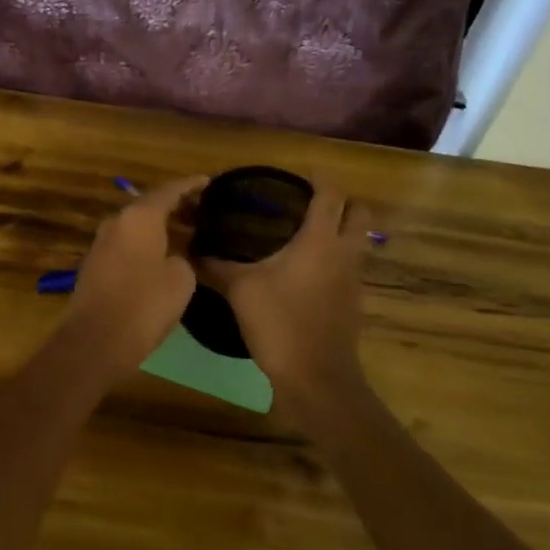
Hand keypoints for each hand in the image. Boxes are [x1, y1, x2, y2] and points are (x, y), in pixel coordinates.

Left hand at [59, 175, 209, 375]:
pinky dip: (147, 242)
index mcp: (139, 217)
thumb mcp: (181, 279)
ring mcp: (102, 243)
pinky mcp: (95, 264)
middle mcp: (117, 222)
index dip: (191, 185)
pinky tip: (164, 254)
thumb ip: (183, 257)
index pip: (169, 190)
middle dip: (176, 205)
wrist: (96, 339)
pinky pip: (127, 243)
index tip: (209, 181)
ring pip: (137, 225)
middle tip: (203, 209)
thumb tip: (174, 257)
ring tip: (188, 231)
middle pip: (150, 205)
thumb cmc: (145, 304)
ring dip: (161, 226)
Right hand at [198, 176, 368, 392]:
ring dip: (342, 230)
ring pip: (359, 240)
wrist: (315, 376)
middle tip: (309, 202)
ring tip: (307, 233)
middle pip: (359, 212)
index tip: (300, 173)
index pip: (331, 194)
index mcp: (319, 240)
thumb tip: (190, 249)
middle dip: (341, 201)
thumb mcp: (240, 289)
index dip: (319, 178)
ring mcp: (354, 279)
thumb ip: (216, 265)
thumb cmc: (279, 322)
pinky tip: (308, 271)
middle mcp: (344, 252)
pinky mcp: (354, 302)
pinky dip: (337, 259)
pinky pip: (351, 267)